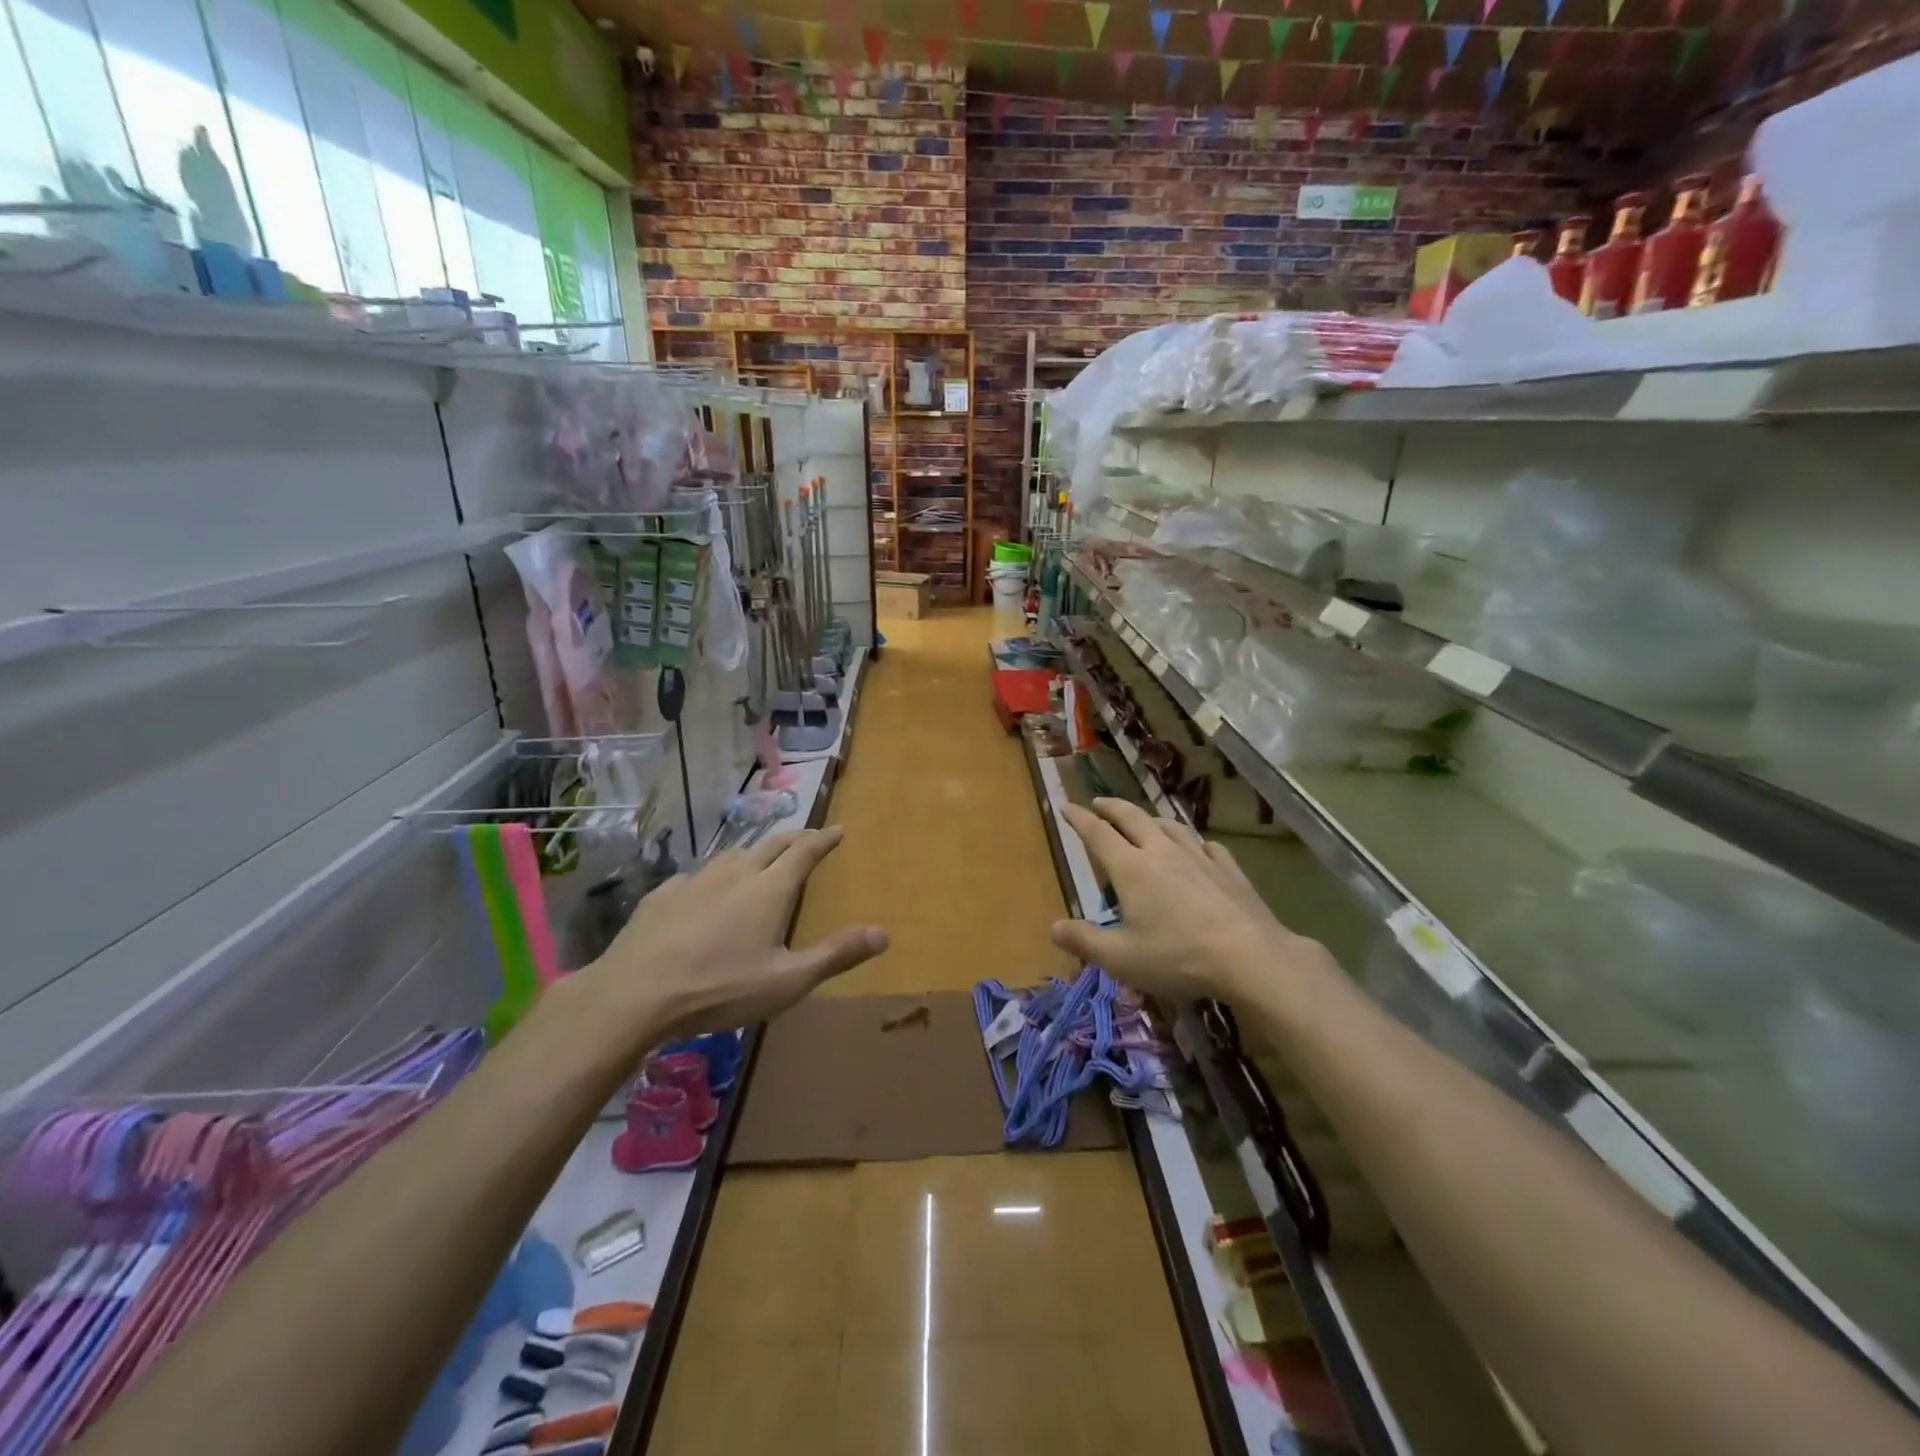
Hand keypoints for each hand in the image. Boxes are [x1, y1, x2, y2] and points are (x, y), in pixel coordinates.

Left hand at [571, 826, 886, 1043]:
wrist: (635, 994)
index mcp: (769, 889)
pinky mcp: (663, 895)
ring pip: (733, 855)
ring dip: (754, 852)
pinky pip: (697, 876)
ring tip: (760, 858)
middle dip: (793, 838)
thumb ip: (835, 955)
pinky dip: (714, 876)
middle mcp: (736, 873)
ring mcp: (696, 880)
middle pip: (771, 845)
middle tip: (806, 837)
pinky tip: (705, 890)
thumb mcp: (787, 981)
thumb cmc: (720, 988)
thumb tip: (883, 933)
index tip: (837, 829)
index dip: (823, 839)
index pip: (804, 852)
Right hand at [1051, 798, 1331, 1003]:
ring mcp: (1199, 857)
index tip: (1066, 806)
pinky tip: (1198, 848)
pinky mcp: (1229, 869)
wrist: (1250, 957)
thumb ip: (1085, 941)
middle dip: (1111, 808)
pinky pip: (1206, 845)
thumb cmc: (1178, 957)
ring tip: (1145, 821)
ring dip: (1151, 819)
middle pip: (1132, 818)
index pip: (1098, 834)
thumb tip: (1054, 927)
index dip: (1079, 819)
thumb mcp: (1121, 959)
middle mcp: (1162, 852)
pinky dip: (1194, 842)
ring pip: (1170, 826)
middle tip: (1098, 803)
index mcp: (1131, 868)